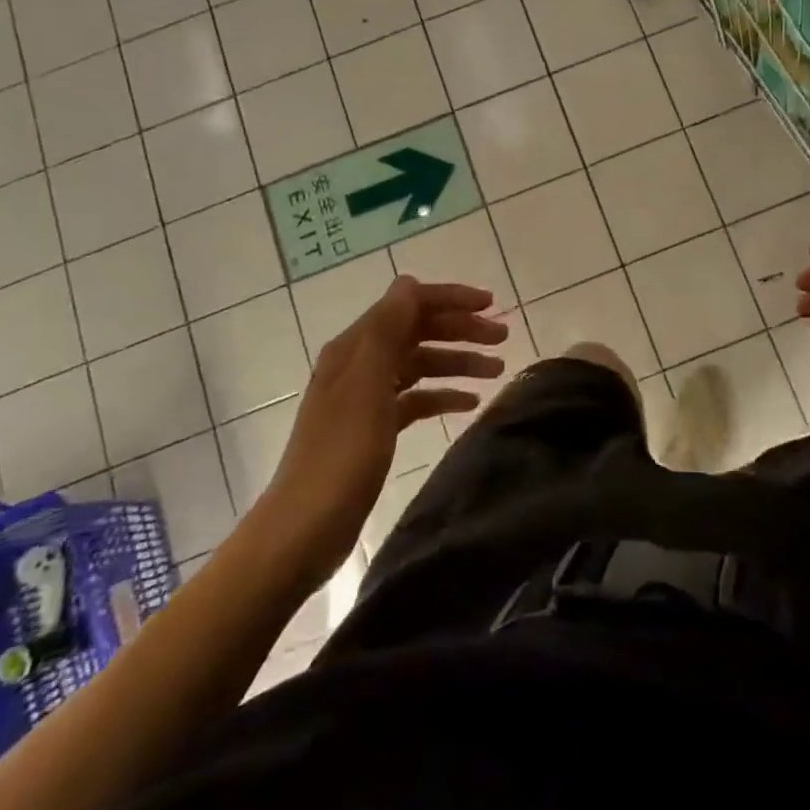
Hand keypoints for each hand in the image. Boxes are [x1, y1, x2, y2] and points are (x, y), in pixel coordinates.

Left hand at [266, 275, 507, 543]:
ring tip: (498, 371)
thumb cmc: (341, 453)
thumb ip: (387, 330)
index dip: (450, 299)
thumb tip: (408, 282)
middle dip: (461, 329)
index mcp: (355, 346)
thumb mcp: (367, 385)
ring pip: (421, 364)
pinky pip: (416, 398)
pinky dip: (443, 395)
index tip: (492, 305)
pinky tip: (470, 404)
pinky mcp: (375, 427)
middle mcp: (360, 363)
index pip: (408, 304)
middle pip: (418, 331)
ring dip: (458, 362)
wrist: (306, 527)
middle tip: (503, 340)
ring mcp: (367, 396)